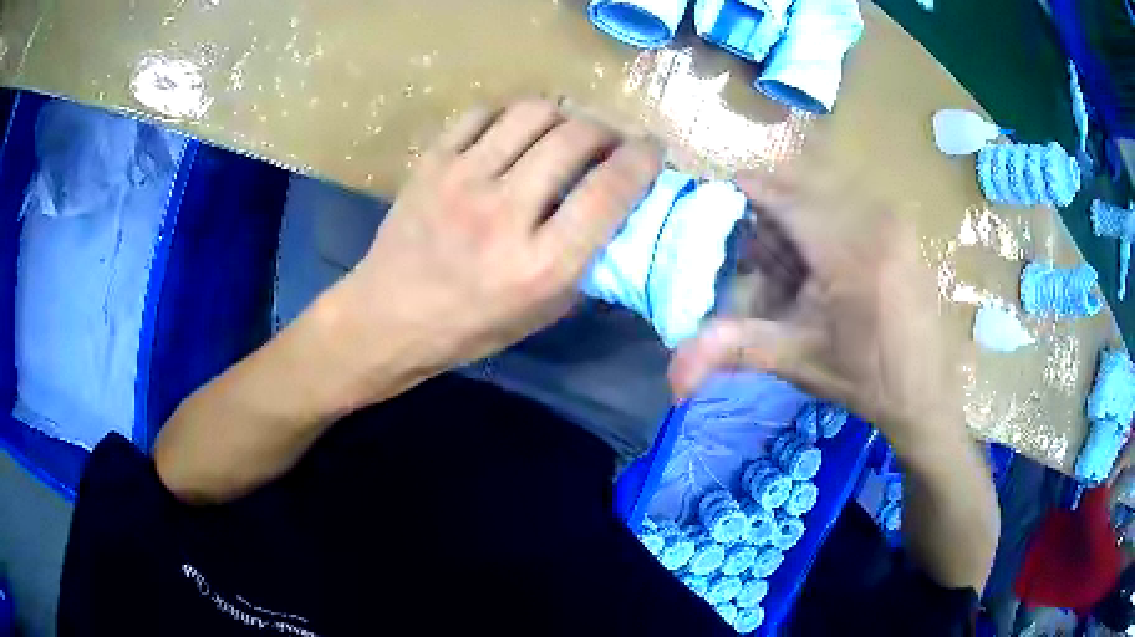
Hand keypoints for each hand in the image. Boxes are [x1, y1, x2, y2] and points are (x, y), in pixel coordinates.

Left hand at [333, 99, 659, 381]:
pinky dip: (511, 116)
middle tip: (609, 141)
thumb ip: (588, 260)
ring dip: (564, 115)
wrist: (389, 317)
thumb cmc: (471, 326)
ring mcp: (463, 179)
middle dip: (607, 130)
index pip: (610, 190)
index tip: (652, 150)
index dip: (643, 159)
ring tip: (566, 131)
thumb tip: (621, 212)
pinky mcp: (433, 162)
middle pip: (576, 137)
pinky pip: (484, 113)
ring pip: (534, 112)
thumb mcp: (544, 312)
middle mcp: (506, 213)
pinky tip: (515, 133)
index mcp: (542, 264)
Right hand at [668, 165, 969, 453]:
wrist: (927, 395)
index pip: (786, 198)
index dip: (749, 192)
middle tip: (758, 261)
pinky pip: (852, 206)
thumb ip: (734, 350)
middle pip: (803, 193)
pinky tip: (826, 269)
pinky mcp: (904, 228)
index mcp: (850, 251)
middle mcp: (876, 219)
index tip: (720, 198)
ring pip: (826, 197)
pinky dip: (827, 227)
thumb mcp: (799, 361)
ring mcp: (895, 220)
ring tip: (794, 273)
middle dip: (773, 219)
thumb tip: (672, 377)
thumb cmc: (865, 380)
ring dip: (800, 225)